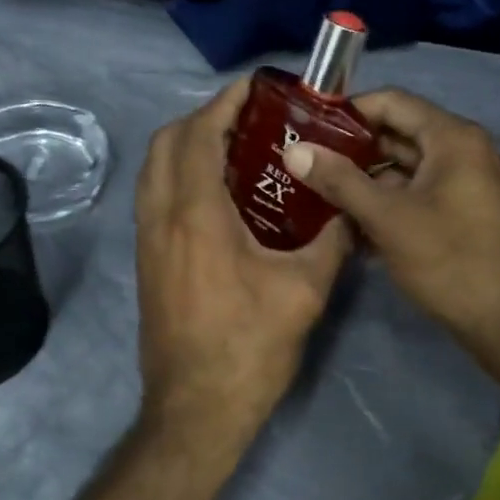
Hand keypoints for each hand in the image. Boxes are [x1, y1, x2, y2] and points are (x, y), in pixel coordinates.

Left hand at [135, 79, 352, 446]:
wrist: (195, 410)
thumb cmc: (249, 348)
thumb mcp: (304, 290)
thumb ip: (331, 240)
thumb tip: (353, 211)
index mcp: (196, 214)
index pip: (199, 135)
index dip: (224, 103)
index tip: (255, 89)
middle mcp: (161, 217)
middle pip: (166, 142)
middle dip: (203, 118)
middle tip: (248, 119)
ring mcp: (147, 240)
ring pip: (154, 169)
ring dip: (186, 145)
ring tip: (235, 148)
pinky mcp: (147, 261)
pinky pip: (155, 196)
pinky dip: (178, 175)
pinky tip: (218, 194)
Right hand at [281, 89, 499, 355]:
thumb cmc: (450, 259)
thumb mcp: (388, 218)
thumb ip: (339, 181)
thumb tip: (295, 151)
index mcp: (453, 138)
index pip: (392, 102)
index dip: (348, 111)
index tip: (308, 128)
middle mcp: (464, 152)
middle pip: (398, 135)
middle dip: (351, 150)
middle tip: (306, 163)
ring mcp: (468, 185)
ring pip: (406, 170)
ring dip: (365, 181)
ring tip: (317, 195)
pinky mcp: (466, 215)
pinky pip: (419, 196)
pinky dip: (388, 204)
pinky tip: (351, 226)